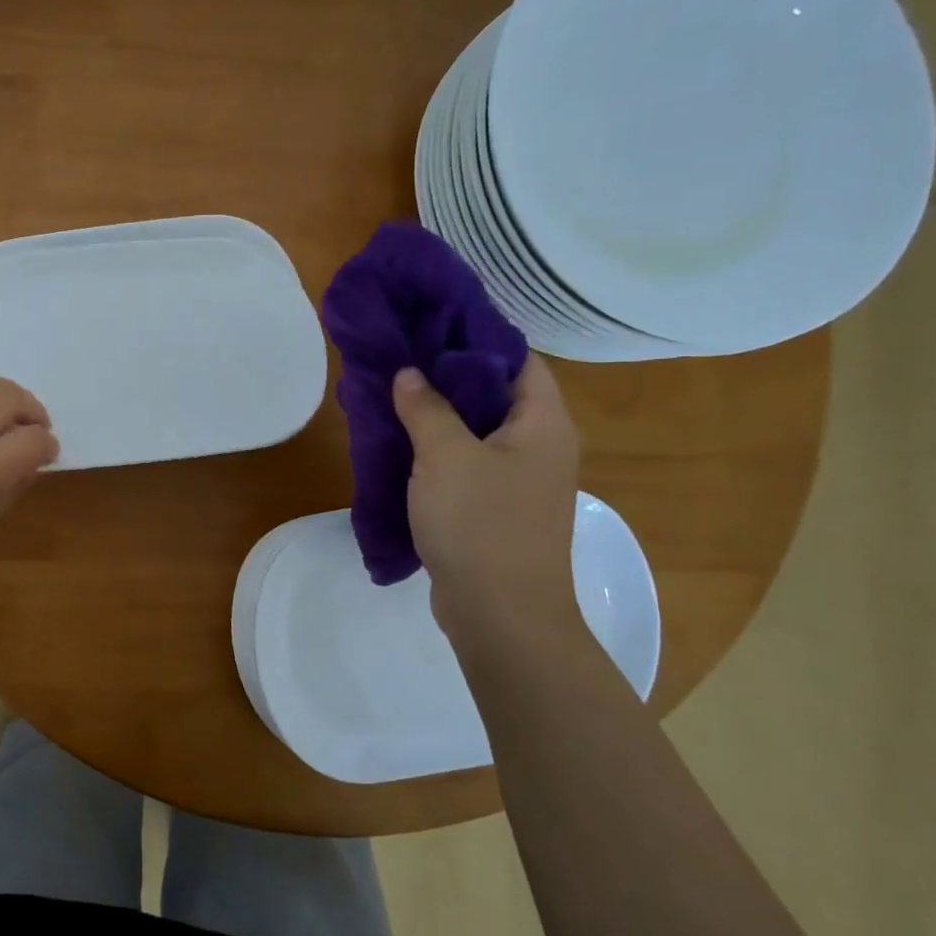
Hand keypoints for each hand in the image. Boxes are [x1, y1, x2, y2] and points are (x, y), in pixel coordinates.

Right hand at [391, 355, 581, 641]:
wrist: (500, 614)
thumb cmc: (481, 524)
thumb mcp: (445, 456)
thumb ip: (426, 407)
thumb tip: (409, 372)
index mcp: (543, 423)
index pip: (517, 358)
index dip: (476, 335)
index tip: (429, 321)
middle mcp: (539, 446)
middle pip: (495, 392)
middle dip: (448, 372)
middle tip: (401, 354)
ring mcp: (519, 480)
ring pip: (477, 429)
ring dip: (438, 412)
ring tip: (392, 391)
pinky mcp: (495, 508)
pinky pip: (466, 462)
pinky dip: (437, 448)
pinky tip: (399, 441)